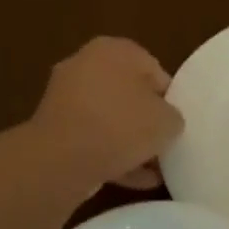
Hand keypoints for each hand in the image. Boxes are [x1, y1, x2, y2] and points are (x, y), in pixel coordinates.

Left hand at [30, 38, 183, 191]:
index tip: (176, 121)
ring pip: (108, 119)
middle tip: (164, 143)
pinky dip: (111, 155)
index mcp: (114, 49)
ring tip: (153, 169)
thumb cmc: (121, 125)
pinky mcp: (53, 129)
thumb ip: (172, 116)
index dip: (169, 97)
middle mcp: (85, 65)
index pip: (153, 69)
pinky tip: (134, 179)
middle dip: (146, 120)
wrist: (61, 160)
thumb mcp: (167, 121)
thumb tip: (165, 122)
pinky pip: (90, 139)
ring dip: (129, 141)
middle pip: (128, 94)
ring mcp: (64, 98)